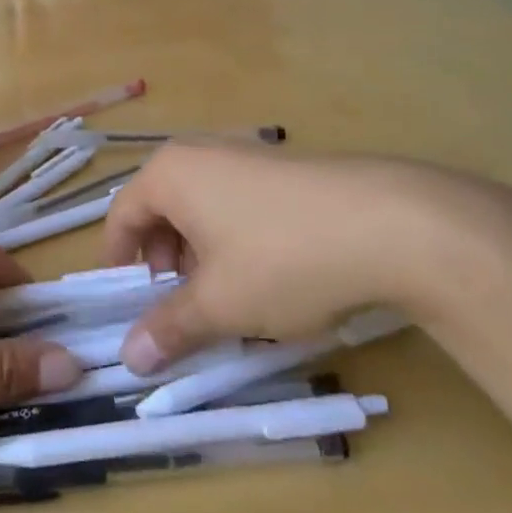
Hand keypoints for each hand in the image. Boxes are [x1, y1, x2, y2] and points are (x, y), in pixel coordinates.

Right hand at [103, 144, 505, 371]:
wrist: (393, 225)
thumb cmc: (282, 259)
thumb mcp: (219, 304)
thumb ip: (169, 328)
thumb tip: (129, 358)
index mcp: (170, 173)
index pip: (121, 216)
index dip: (119, 263)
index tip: (128, 304)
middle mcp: (202, 154)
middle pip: (160, 209)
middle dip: (164, 261)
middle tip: (179, 303)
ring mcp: (247, 155)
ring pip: (202, 208)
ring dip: (200, 253)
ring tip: (226, 295)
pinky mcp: (286, 169)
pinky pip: (238, 202)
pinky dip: (234, 239)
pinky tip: (268, 275)